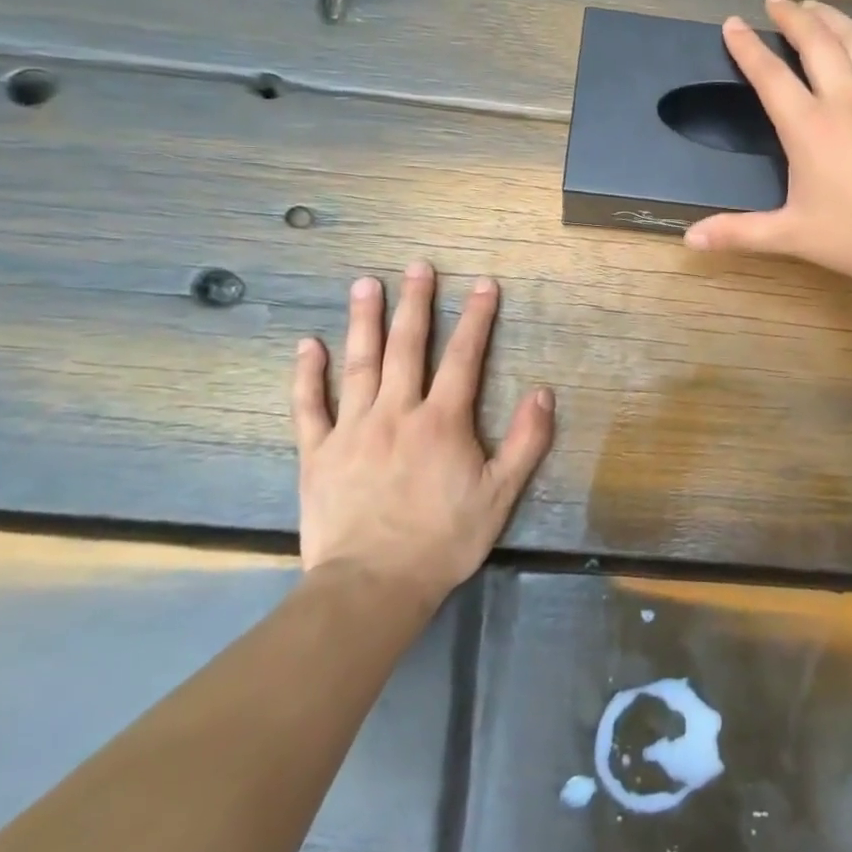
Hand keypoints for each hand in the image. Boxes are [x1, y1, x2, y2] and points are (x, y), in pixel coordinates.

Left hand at [290, 266, 553, 603]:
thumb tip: (543, 391)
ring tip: (366, 285)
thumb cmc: (443, 539)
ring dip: (364, 322)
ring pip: (359, 364)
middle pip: (407, 347)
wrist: (373, 585)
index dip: (477, 318)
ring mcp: (352, 429)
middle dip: (416, 303)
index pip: (464, 357)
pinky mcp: (317, 453)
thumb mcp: (500, 494)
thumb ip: (526, 441)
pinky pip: (309, 406)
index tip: (484, 284)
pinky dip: (307, 374)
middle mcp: (396, 412)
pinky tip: (308, 345)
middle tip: (418, 266)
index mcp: (442, 421)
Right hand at [684, 0, 851, 286]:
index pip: (770, 74)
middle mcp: (844, 100)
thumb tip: (690, 238)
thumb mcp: (791, 235)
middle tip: (776, 2)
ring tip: (816, 7)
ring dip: (834, 19)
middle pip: (815, 42)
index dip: (747, 47)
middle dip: (792, 16)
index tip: (732, 24)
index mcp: (807, 126)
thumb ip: (738, 232)